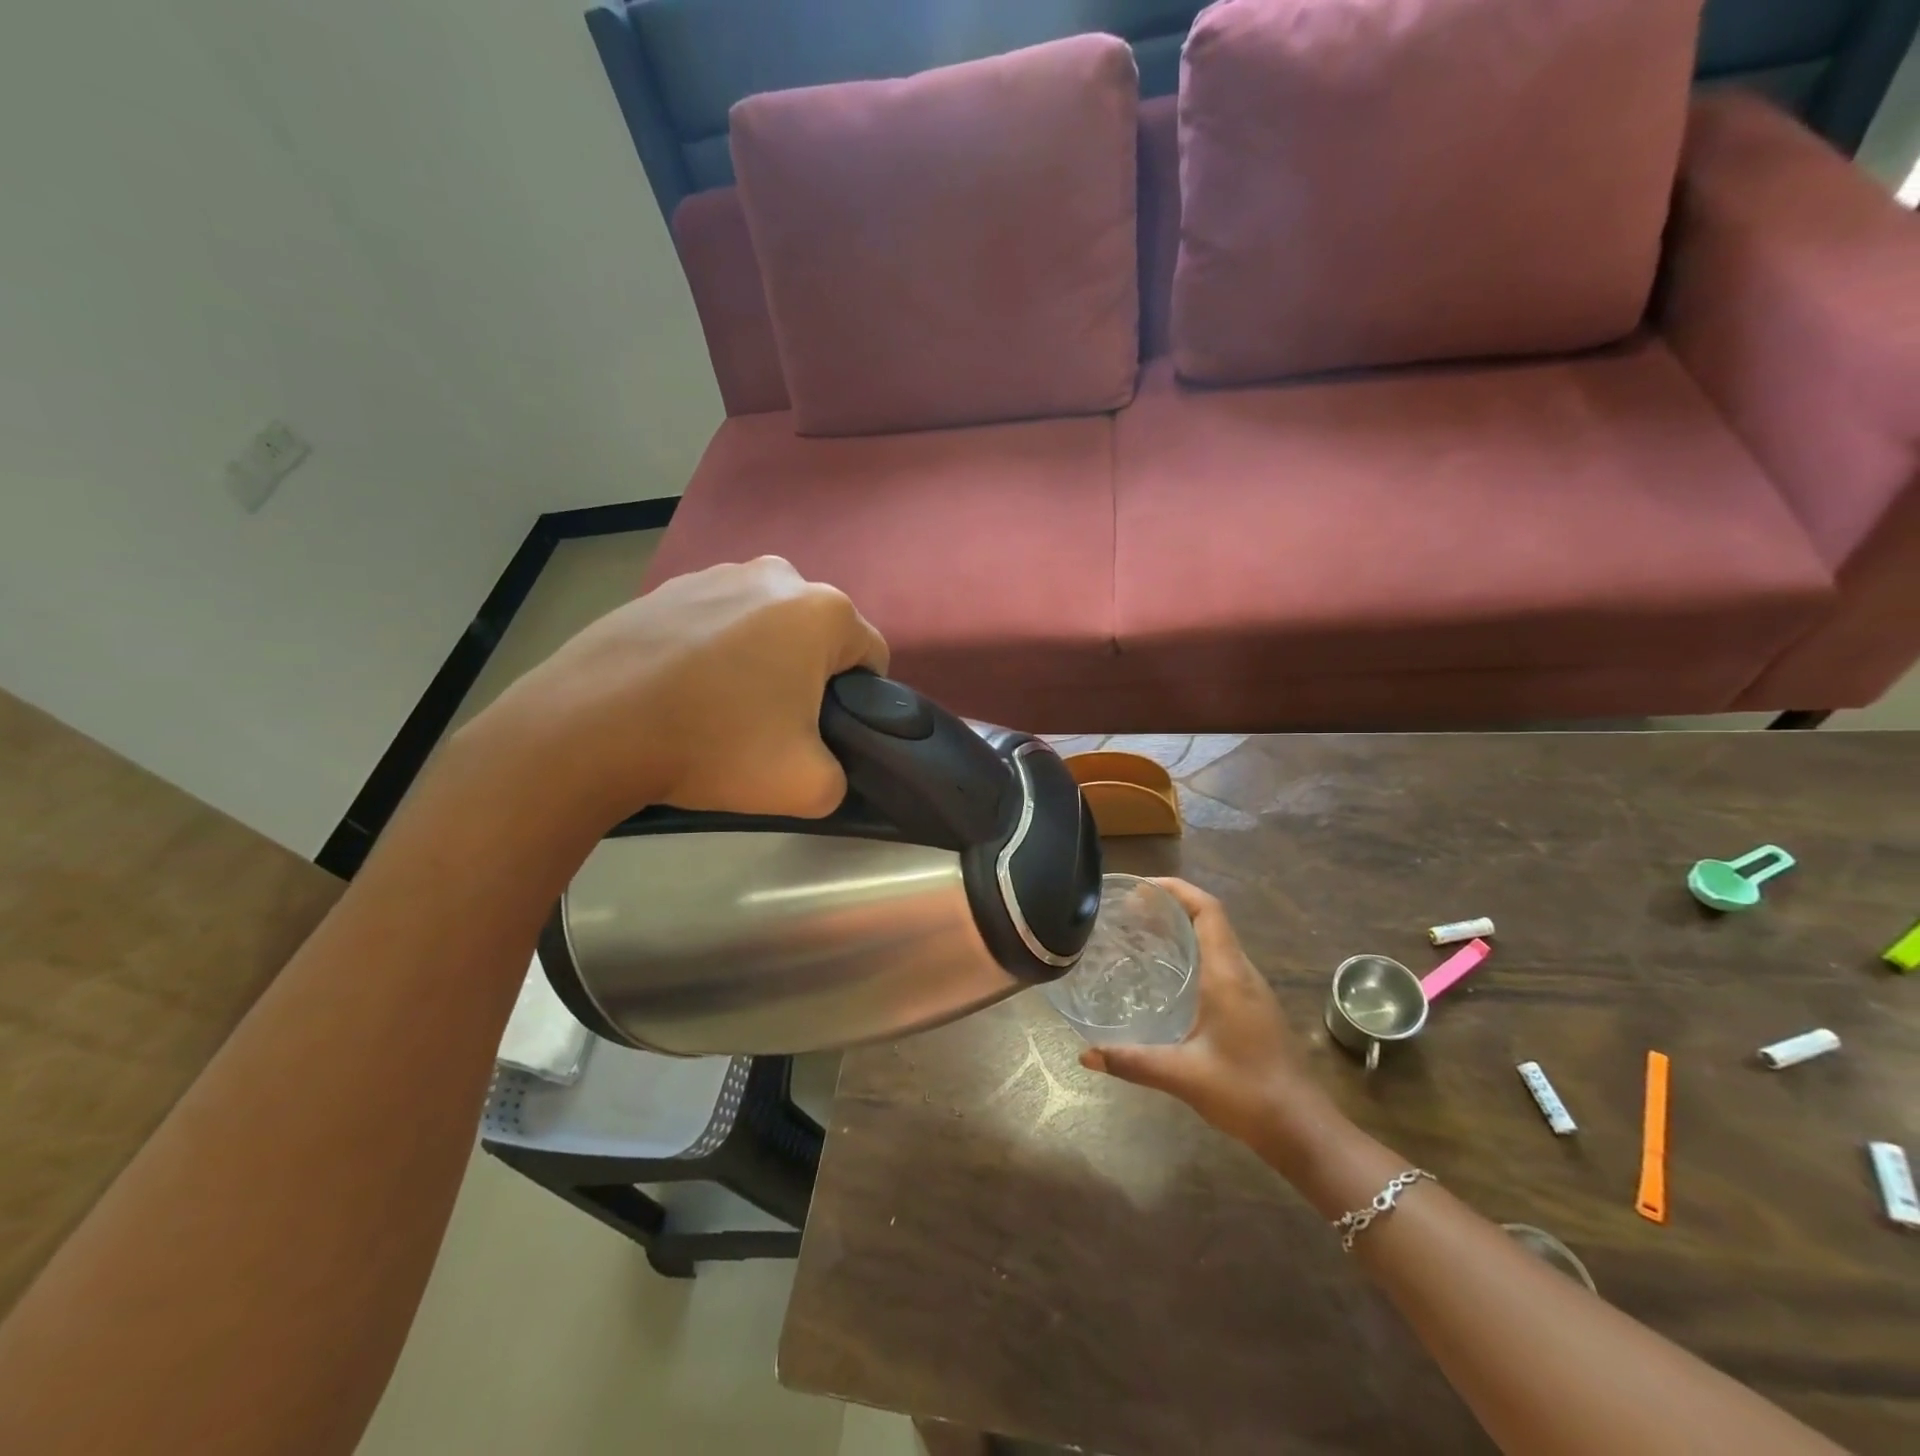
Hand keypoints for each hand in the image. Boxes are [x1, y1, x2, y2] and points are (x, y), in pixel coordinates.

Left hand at [462, 557, 887, 831]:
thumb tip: (827, 766)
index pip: (872, 656)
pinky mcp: (665, 587)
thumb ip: (842, 777)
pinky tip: (682, 691)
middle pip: (817, 637)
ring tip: (721, 709)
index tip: (826, 735)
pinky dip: (713, 652)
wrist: (590, 726)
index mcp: (822, 610)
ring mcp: (714, 573)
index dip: (860, 701)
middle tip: (773, 728)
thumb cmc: (714, 744)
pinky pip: (715, 622)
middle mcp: (775, 575)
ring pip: (765, 626)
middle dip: (809, 677)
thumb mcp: (809, 786)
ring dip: (761, 661)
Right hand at [1080, 879, 1342, 1167]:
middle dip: (1171, 904)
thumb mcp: (1182, 1075)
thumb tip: (1085, 1055)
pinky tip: (1168, 974)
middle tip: (1129, 910)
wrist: (1302, 1129)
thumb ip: (1132, 1062)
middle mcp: (1242, 972)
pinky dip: (1193, 951)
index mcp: (1228, 975)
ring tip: (1142, 933)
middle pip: (1210, 918)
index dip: (1176, 889)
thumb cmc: (1246, 1093)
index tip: (1140, 888)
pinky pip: (1221, 961)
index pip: (1207, 910)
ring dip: (1183, 926)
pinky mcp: (1253, 1006)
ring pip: (1217, 939)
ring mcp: (1252, 989)